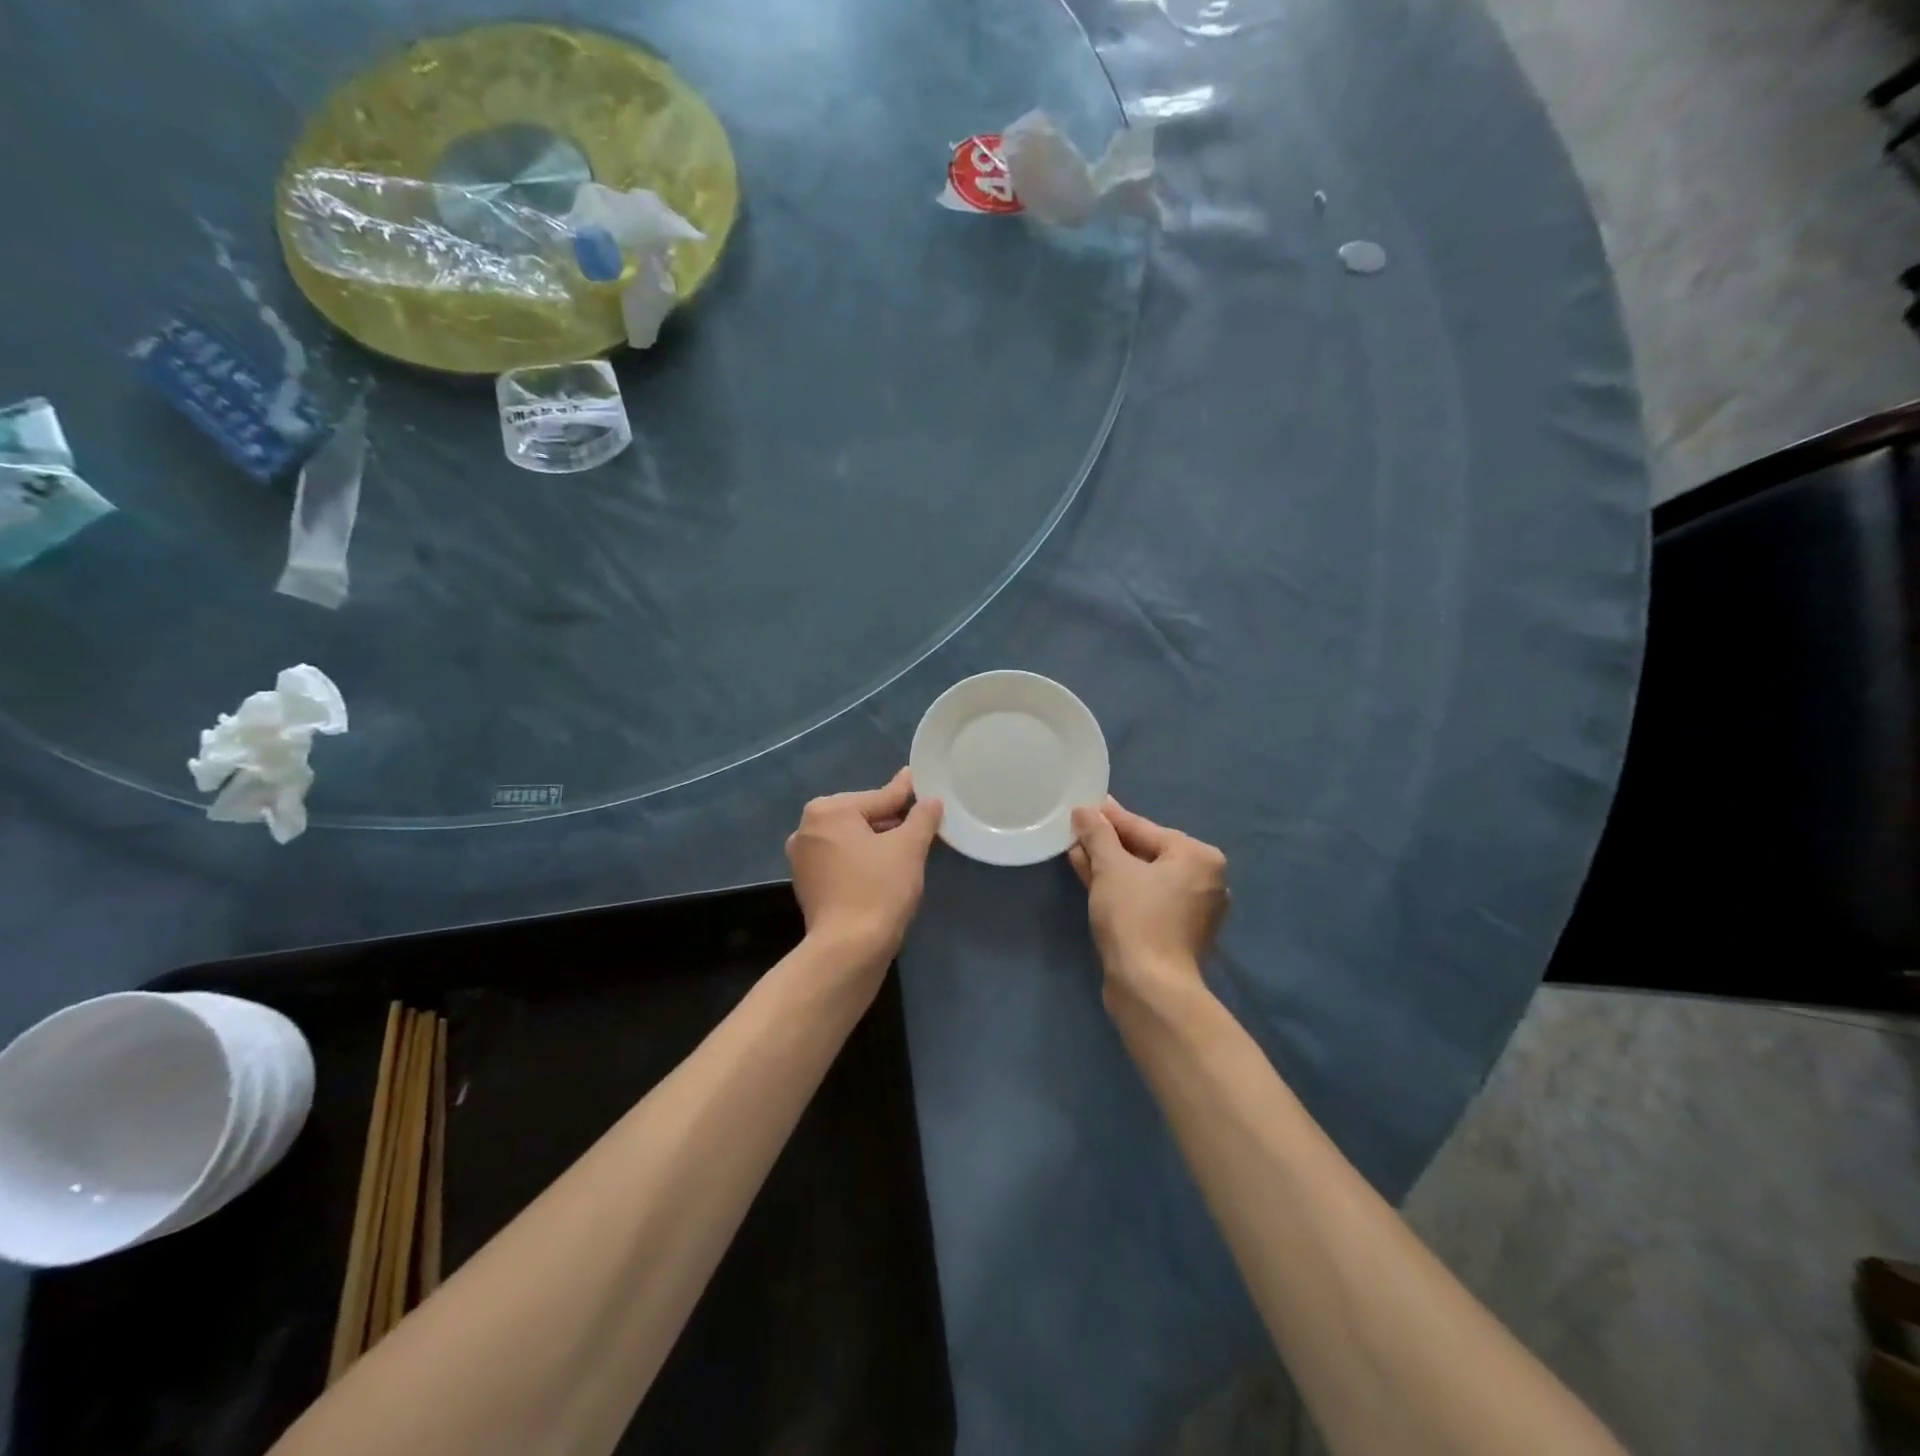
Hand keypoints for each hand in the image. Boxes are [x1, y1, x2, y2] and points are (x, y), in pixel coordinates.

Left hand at [787, 769, 943, 966]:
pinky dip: (862, 861)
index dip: (907, 795)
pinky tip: (885, 871)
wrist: (848, 950)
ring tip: (908, 849)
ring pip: (851, 840)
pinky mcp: (807, 884)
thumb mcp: (909, 847)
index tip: (922, 784)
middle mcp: (806, 828)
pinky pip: (841, 861)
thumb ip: (922, 816)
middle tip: (923, 825)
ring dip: (878, 842)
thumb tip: (930, 800)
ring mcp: (803, 858)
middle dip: (892, 821)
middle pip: (862, 816)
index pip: (880, 797)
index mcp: (828, 810)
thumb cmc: (879, 889)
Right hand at [1070, 797, 1228, 999]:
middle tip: (1078, 829)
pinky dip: (1120, 888)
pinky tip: (1090, 877)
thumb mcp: (1111, 868)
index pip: (1146, 829)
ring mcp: (1192, 910)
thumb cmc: (1135, 917)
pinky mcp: (1176, 934)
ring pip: (1143, 877)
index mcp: (1199, 857)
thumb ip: (1097, 835)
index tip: (1086, 806)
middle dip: (1109, 843)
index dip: (1111, 818)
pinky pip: (1145, 898)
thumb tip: (1084, 810)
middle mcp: (1204, 881)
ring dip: (1110, 865)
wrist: (1150, 988)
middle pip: (1147, 852)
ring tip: (1076, 851)